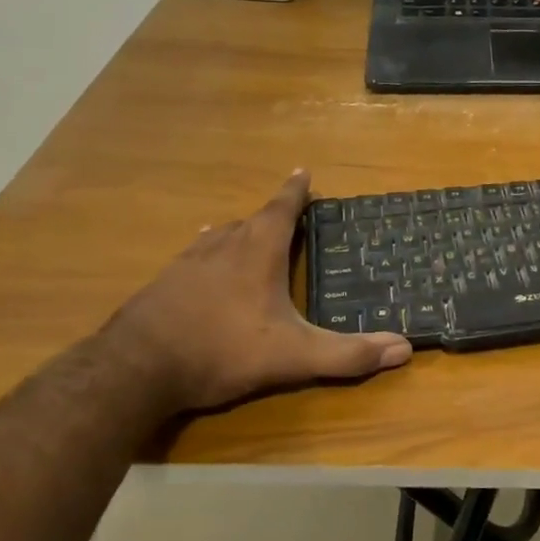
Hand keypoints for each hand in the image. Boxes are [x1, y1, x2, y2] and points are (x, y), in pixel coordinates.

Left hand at [107, 170, 411, 410]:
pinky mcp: (161, 286)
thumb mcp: (295, 357)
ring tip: (245, 232)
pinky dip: (208, 255)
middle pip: (249, 220)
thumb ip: (348, 354)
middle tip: (287, 213)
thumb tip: (404, 348)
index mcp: (256, 253)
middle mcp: (221, 248)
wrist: (136, 369)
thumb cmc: (223, 350)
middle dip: (271, 214)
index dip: (295, 191)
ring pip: (218, 236)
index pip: (281, 211)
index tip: (303, 171)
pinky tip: (201, 267)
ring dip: (237, 231)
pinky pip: (193, 258)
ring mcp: (185, 265)